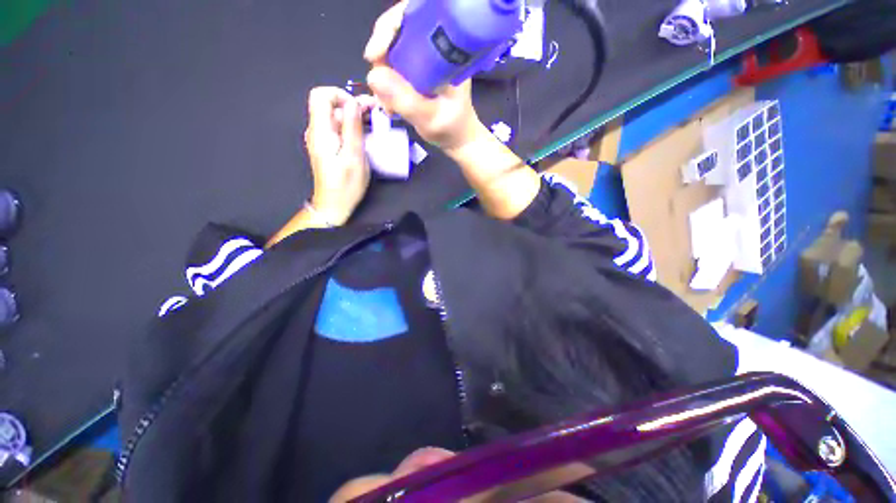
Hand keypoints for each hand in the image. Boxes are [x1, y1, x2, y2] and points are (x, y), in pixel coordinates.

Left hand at [304, 87, 373, 224]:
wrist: (334, 204)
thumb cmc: (346, 184)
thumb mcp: (354, 157)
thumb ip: (352, 128)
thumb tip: (353, 102)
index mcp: (321, 131)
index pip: (321, 95)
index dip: (341, 94)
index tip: (361, 107)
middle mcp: (318, 131)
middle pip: (332, 105)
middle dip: (354, 105)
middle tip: (378, 113)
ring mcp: (322, 139)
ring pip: (337, 117)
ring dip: (356, 116)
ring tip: (377, 123)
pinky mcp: (329, 147)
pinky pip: (339, 129)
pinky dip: (353, 127)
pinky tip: (368, 134)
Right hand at [364, 1, 484, 151]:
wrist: (458, 138)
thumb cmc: (451, 129)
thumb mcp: (431, 119)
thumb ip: (406, 100)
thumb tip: (373, 75)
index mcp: (447, 49)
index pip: (415, 17)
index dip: (389, 27)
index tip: (374, 55)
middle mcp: (434, 47)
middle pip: (397, 32)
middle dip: (382, 58)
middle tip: (380, 89)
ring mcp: (424, 59)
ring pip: (391, 51)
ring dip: (382, 76)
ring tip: (388, 106)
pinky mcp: (416, 71)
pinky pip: (392, 67)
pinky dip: (386, 85)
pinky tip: (391, 105)